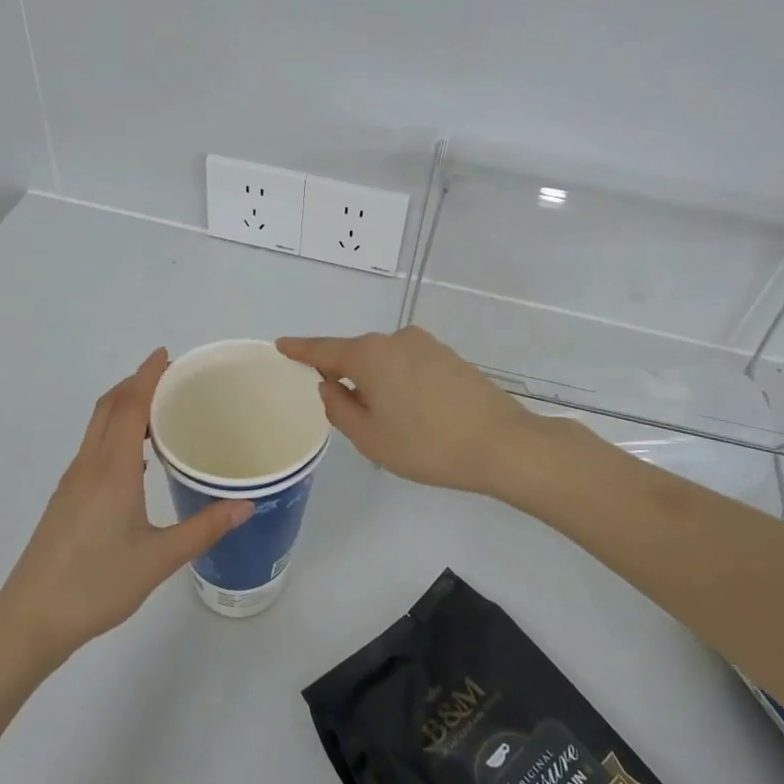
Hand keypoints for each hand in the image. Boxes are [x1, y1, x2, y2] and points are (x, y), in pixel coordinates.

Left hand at [0, 349, 250, 665]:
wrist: (29, 621)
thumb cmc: (96, 585)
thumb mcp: (159, 559)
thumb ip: (204, 528)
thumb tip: (246, 504)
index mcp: (112, 469)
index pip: (129, 406)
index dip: (147, 375)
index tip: (166, 354)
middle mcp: (88, 466)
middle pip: (108, 407)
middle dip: (135, 383)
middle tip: (170, 375)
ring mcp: (72, 482)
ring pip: (97, 427)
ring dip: (123, 406)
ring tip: (158, 408)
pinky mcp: (65, 499)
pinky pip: (93, 448)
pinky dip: (115, 431)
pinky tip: (136, 457)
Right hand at [277, 328, 539, 495]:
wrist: (502, 444)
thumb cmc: (427, 444)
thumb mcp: (370, 437)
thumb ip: (340, 407)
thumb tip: (331, 385)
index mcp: (369, 355)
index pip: (323, 350)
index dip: (300, 350)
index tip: (281, 345)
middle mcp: (395, 339)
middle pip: (357, 355)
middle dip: (346, 377)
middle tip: (349, 416)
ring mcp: (426, 344)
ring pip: (385, 361)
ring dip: (377, 383)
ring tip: (392, 425)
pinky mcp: (449, 356)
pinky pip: (409, 365)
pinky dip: (400, 384)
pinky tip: (415, 414)